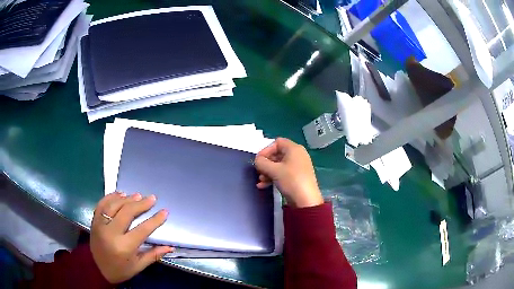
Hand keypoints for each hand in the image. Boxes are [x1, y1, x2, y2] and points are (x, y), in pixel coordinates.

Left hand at [90, 192, 172, 283]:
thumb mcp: (138, 266)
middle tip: (152, 198)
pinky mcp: (94, 221)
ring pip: (114, 205)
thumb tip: (170, 247)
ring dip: (127, 199)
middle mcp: (110, 233)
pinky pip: (102, 204)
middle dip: (141, 204)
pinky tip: (120, 194)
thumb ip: (153, 255)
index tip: (164, 211)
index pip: (142, 230)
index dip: (154, 220)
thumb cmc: (120, 270)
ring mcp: (100, 225)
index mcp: (124, 247)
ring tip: (138, 195)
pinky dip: (111, 197)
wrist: (96, 268)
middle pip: (127, 213)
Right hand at [254, 138, 322, 207]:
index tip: (258, 160)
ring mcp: (298, 166)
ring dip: (268, 172)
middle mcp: (297, 155)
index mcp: (294, 149)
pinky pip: (283, 173)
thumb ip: (262, 162)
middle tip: (258, 171)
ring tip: (260, 181)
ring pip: (279, 165)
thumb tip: (257, 160)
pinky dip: (274, 177)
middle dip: (266, 163)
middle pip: (277, 154)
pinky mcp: (297, 177)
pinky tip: (264, 185)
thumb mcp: (274, 170)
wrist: (306, 200)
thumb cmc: (291, 180)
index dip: (266, 150)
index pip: (277, 142)